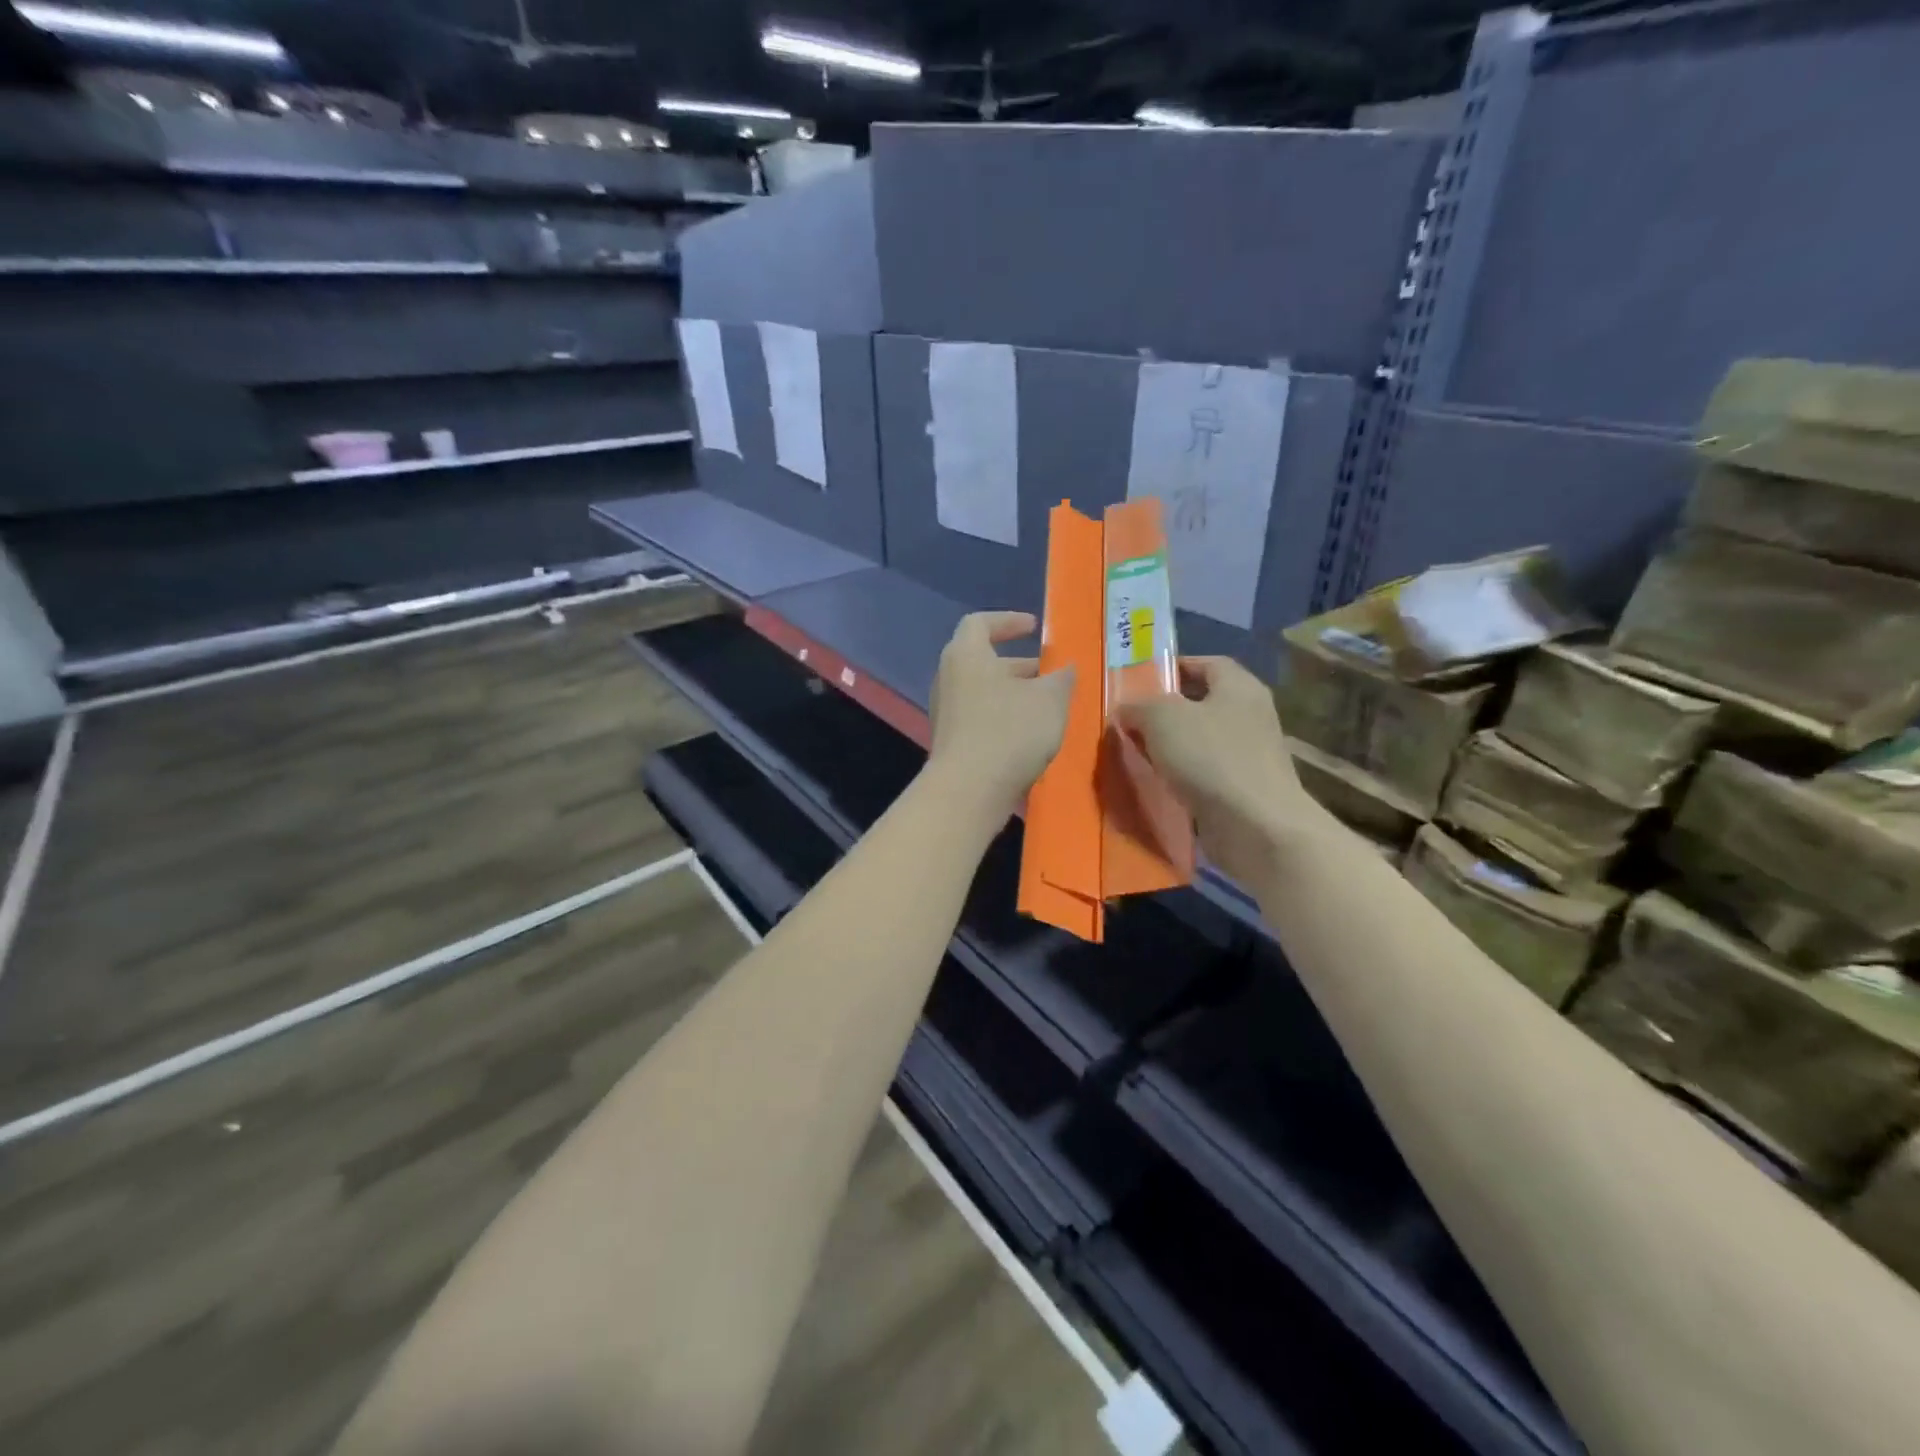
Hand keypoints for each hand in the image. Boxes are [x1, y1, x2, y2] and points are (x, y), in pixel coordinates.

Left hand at [927, 611, 1074, 820]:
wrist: (969, 791)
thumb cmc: (1009, 731)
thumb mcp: (1050, 699)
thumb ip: (1061, 678)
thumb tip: (1066, 669)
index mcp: (966, 655)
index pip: (980, 623)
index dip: (1008, 621)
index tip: (1034, 627)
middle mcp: (949, 679)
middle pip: (983, 661)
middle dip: (1019, 665)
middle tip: (1050, 673)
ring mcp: (947, 713)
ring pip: (984, 693)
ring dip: (1015, 694)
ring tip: (1048, 706)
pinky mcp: (952, 743)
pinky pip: (981, 719)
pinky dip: (1005, 718)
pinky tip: (1032, 735)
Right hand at [1117, 656, 1318, 886]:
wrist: (1257, 827)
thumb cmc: (1211, 758)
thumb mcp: (1162, 718)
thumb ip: (1139, 706)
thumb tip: (1126, 709)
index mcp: (1239, 687)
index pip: (1207, 663)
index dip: (1175, 667)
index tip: (1141, 680)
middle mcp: (1249, 716)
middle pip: (1202, 703)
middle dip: (1165, 711)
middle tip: (1129, 720)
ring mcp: (1249, 755)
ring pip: (1200, 741)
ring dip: (1170, 747)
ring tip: (1135, 754)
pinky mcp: (1242, 789)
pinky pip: (1204, 773)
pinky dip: (1181, 777)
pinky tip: (1156, 785)